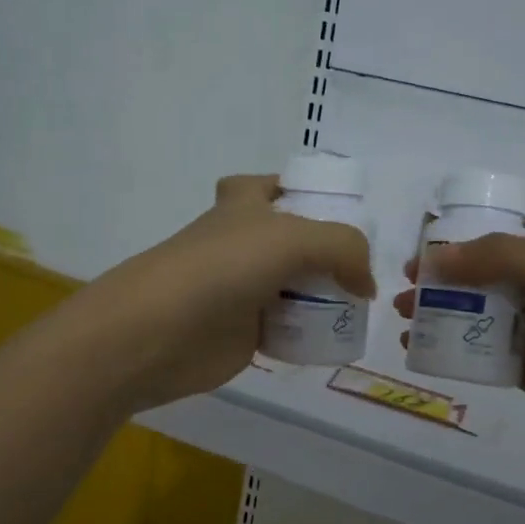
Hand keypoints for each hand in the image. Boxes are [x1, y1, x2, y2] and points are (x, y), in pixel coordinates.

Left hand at [78, 174, 375, 411]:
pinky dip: (311, 332)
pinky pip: (288, 327)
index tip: (337, 210)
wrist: (158, 332)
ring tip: (363, 305)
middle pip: (292, 240)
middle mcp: (242, 243)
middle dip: (326, 250)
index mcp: (243, 206)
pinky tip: (337, 338)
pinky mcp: (244, 332)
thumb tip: (365, 285)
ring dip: (324, 294)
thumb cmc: (221, 268)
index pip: (270, 185)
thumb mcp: (292, 238)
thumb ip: (343, 248)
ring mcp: (243, 288)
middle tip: (363, 266)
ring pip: (293, 285)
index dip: (299, 190)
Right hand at [392, 197, 524, 461]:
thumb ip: (503, 256)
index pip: (510, 214)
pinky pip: (476, 349)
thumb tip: (433, 259)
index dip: (472, 212)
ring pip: (473, 305)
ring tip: (401, 312)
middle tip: (405, 276)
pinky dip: (446, 345)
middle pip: (481, 262)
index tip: (429, 223)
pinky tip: (418, 347)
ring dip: (436, 304)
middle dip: (441, 264)